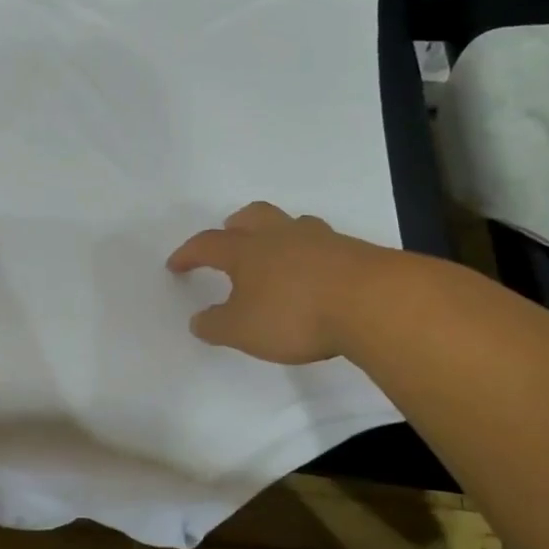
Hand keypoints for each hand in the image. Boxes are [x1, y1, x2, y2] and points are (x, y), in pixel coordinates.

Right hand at [166, 202, 399, 363]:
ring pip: (291, 224)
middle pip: (252, 217)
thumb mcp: (242, 331)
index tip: (176, 264)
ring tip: (275, 251)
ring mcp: (320, 240)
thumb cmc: (294, 314)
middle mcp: (280, 236)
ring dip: (277, 233)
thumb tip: (198, 320)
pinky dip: (311, 252)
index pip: (207, 245)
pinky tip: (315, 272)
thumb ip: (215, 325)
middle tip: (229, 234)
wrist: (372, 303)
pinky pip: (323, 243)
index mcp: (246, 251)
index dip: (188, 253)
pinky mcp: (353, 251)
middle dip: (236, 225)